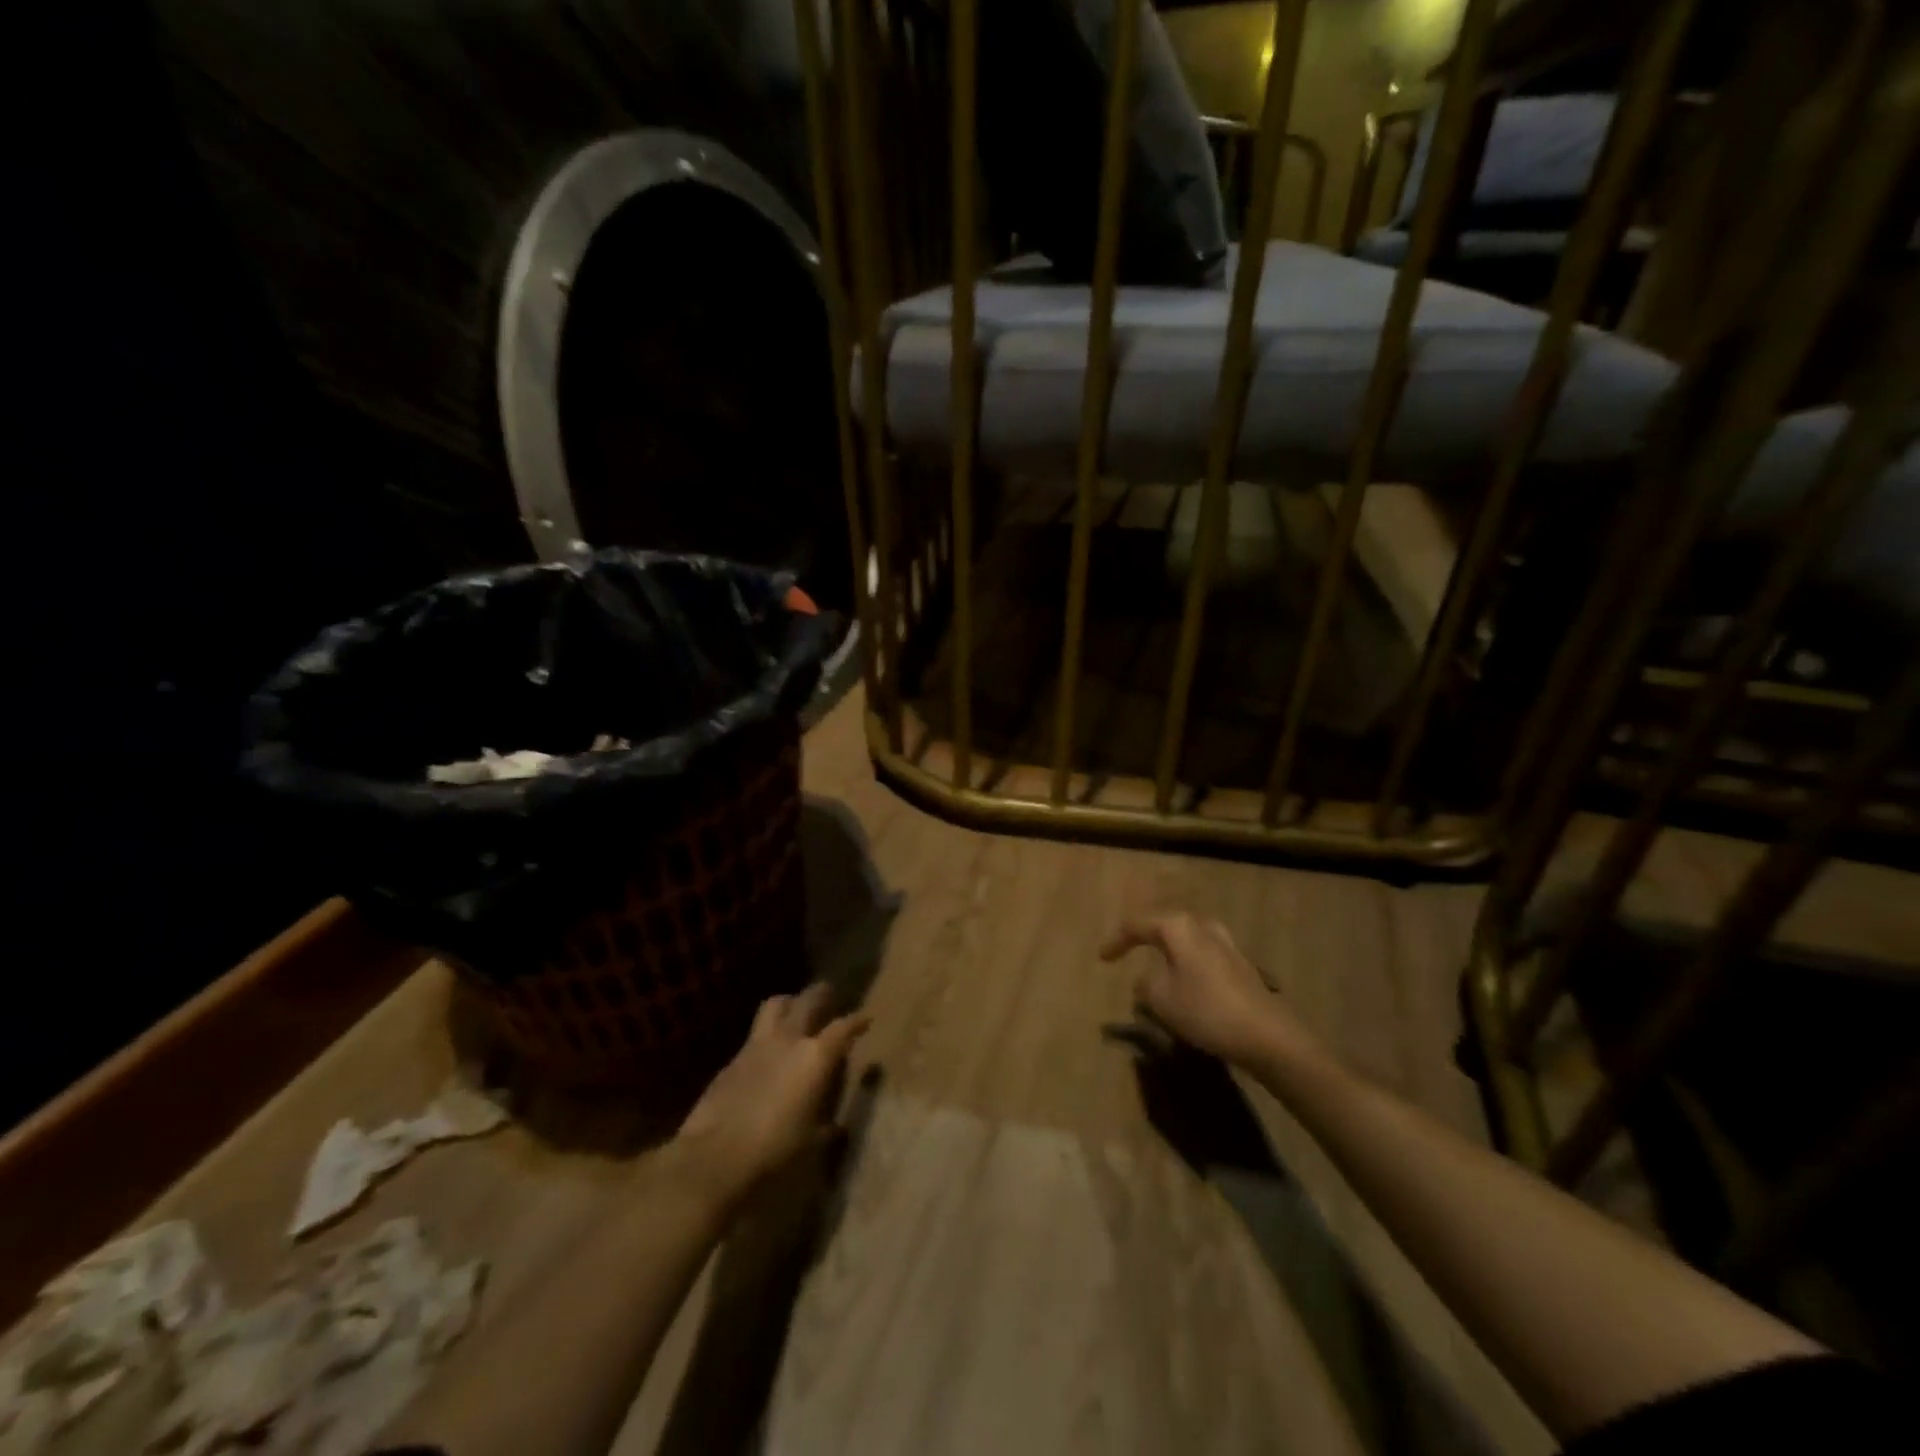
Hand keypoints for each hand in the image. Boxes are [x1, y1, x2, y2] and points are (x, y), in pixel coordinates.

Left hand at [669, 984, 869, 1216]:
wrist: (714, 1156)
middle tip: (829, 994)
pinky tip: (766, 1052)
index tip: (866, 1019)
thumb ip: (827, 1128)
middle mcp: (788, 1040)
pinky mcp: (732, 1060)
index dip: (857, 1021)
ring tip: (795, 1011)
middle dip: (821, 994)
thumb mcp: (811, 1143)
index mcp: (815, 1057)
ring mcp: (756, 1045)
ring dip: (789, 1003)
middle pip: (808, 1000)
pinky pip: (753, 1035)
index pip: (843, 1027)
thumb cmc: (774, 1149)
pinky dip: (765, 1035)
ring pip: (775, 1005)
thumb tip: (837, 1127)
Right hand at [1100, 912, 1315, 1070]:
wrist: (1267, 1035)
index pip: (1137, 924)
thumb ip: (1145, 983)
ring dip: (1168, 950)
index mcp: (1178, 927)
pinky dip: (1186, 963)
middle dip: (1145, 937)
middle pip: (1165, 924)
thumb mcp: (1161, 999)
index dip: (1117, 941)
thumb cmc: (1206, 1010)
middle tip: (1127, 949)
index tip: (1102, 958)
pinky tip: (1184, 980)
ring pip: (1186, 939)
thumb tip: (1147, 978)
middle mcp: (1202, 925)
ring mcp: (1225, 943)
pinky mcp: (1239, 964)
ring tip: (1155, 965)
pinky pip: (1201, 955)